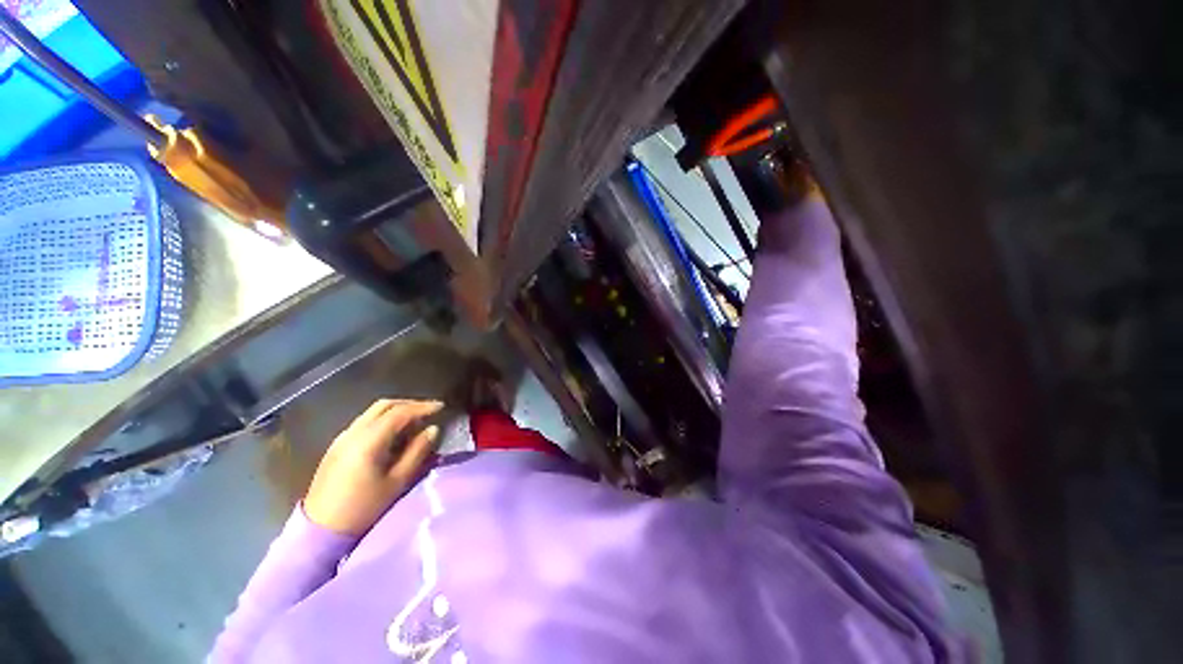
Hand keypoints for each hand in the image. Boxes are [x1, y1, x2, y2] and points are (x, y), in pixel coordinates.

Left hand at [304, 399, 443, 534]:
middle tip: (429, 410)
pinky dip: (383, 420)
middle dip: (410, 404)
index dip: (422, 407)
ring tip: (415, 422)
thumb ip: (417, 451)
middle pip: (384, 406)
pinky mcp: (336, 446)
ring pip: (373, 412)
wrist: (320, 531)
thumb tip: (433, 429)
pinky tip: (393, 434)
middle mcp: (353, 433)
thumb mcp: (397, 481)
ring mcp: (342, 438)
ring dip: (396, 411)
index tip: (441, 407)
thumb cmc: (363, 508)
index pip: (399, 412)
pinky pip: (364, 422)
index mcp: (368, 441)